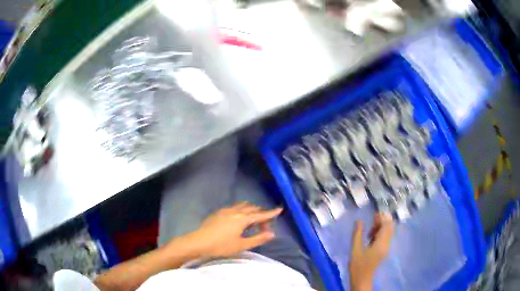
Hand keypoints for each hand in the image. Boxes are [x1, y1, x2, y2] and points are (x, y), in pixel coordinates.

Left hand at [187, 202, 282, 256]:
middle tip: (264, 226)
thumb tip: (272, 234)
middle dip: (261, 214)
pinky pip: (234, 207)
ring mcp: (226, 210)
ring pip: (243, 206)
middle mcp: (235, 211)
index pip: (260, 214)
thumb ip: (258, 238)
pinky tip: (238, 219)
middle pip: (252, 208)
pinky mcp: (218, 212)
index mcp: (243, 219)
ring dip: (251, 210)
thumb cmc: (221, 246)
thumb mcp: (242, 245)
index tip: (280, 209)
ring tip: (253, 221)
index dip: (271, 213)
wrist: (199, 242)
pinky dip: (242, 210)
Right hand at [349, 212, 394, 290]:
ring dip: (381, 227)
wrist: (362, 279)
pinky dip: (380, 233)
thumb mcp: (355, 249)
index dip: (382, 217)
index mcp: (381, 243)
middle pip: (390, 227)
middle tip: (372, 219)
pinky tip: (371, 236)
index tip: (374, 213)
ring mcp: (386, 247)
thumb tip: (359, 220)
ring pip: (388, 232)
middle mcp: (387, 244)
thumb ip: (357, 234)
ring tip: (370, 229)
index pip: (387, 225)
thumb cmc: (358, 265)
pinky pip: (386, 237)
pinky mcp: (384, 250)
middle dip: (383, 221)